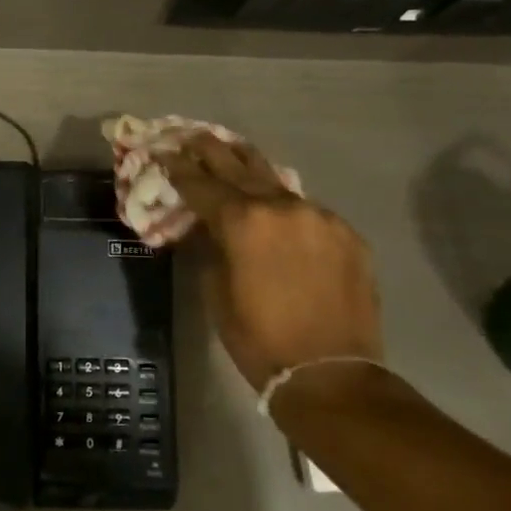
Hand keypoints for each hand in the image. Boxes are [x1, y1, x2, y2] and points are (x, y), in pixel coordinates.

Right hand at [160, 134, 381, 392]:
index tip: (164, 154)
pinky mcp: (346, 233)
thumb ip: (210, 248)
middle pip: (239, 165)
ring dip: (250, 168)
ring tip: (233, 152)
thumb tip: (206, 226)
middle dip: (211, 150)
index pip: (201, 184)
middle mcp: (282, 206)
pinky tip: (276, 209)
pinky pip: (307, 209)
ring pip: (277, 181)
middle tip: (193, 137)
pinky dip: (285, 205)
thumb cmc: (259, 338)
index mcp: (243, 221)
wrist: (331, 373)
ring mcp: (319, 216)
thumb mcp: (216, 292)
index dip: (178, 169)